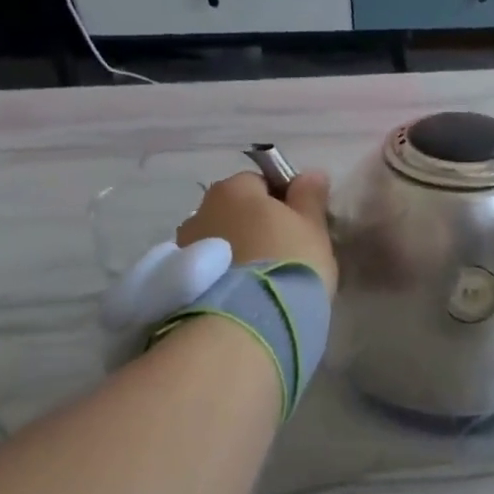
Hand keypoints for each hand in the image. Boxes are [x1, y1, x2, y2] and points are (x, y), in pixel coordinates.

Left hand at [177, 170, 336, 292]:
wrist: (250, 320)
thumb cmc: (289, 262)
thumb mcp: (313, 228)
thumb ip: (310, 197)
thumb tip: (311, 173)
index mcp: (235, 189)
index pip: (260, 182)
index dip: (281, 201)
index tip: (298, 226)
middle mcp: (202, 209)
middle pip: (235, 210)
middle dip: (254, 225)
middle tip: (282, 253)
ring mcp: (185, 245)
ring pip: (220, 239)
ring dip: (236, 250)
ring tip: (261, 279)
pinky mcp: (180, 279)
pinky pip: (210, 267)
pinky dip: (224, 274)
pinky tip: (244, 294)